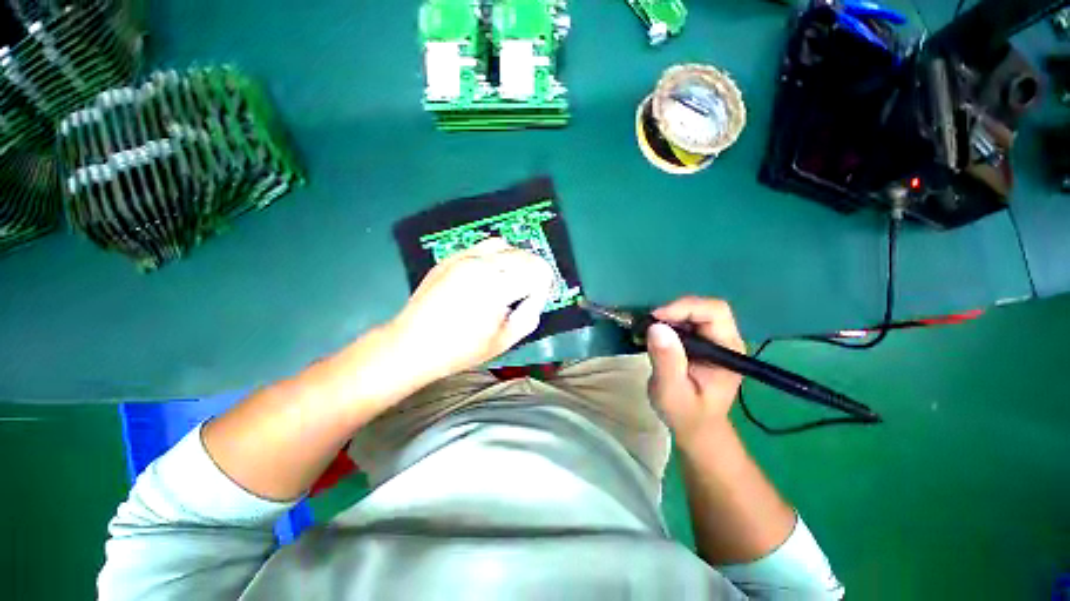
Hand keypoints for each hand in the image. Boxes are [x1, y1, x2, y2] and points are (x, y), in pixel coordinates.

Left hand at [388, 238, 554, 384]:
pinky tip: (488, 276)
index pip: (537, 271)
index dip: (544, 286)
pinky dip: (495, 258)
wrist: (412, 345)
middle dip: (533, 272)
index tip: (537, 300)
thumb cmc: (460, 349)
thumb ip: (529, 315)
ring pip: (504, 245)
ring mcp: (463, 257)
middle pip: (523, 255)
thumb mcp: (504, 341)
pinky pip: (482, 247)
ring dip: (515, 260)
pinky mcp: (450, 258)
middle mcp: (482, 263)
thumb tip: (536, 297)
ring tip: (510, 280)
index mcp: (497, 285)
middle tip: (528, 293)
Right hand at [646, 296, 745, 447]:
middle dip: (674, 311)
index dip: (685, 308)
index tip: (656, 318)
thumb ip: (667, 361)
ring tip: (649, 332)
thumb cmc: (686, 414)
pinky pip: (684, 321)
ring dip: (668, 317)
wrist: (694, 427)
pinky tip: (655, 336)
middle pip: (704, 308)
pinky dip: (667, 323)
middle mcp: (725, 340)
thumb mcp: (672, 391)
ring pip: (692, 312)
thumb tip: (656, 326)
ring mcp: (713, 340)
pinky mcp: (700, 342)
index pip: (714, 312)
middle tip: (649, 325)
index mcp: (728, 350)